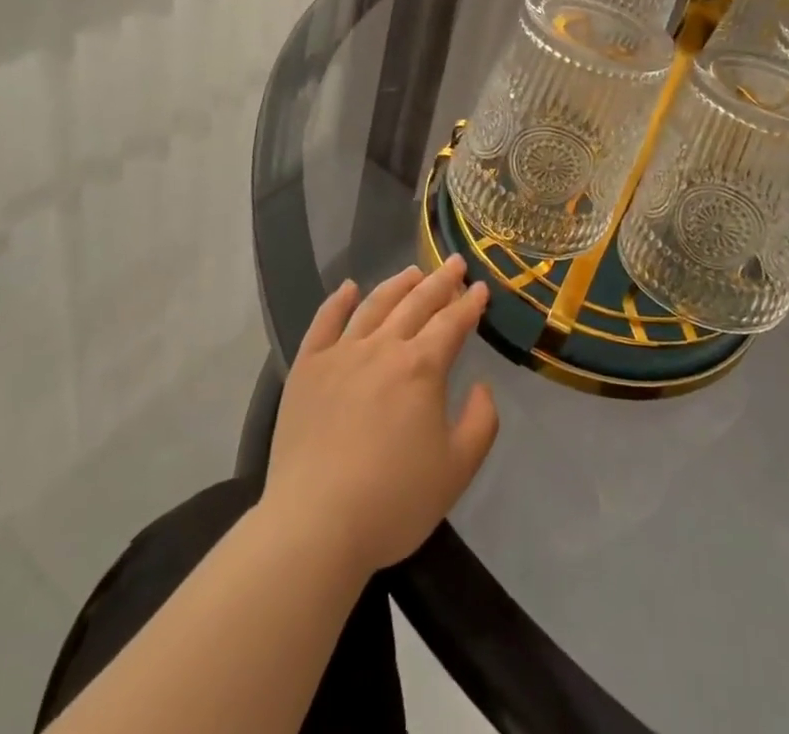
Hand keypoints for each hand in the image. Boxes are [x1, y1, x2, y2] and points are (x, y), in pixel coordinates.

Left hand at [261, 256, 497, 575]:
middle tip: (454, 263)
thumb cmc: (393, 501)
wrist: (315, 525)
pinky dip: (338, 301)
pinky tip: (348, 288)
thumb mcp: (457, 470)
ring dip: (397, 284)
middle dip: (440, 281)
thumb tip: (481, 386)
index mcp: (422, 367)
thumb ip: (481, 422)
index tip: (481, 288)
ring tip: (413, 271)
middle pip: (417, 303)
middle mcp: (383, 347)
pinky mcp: (307, 368)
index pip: (452, 323)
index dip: (470, 304)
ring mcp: (341, 353)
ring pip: (374, 305)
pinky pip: (324, 322)